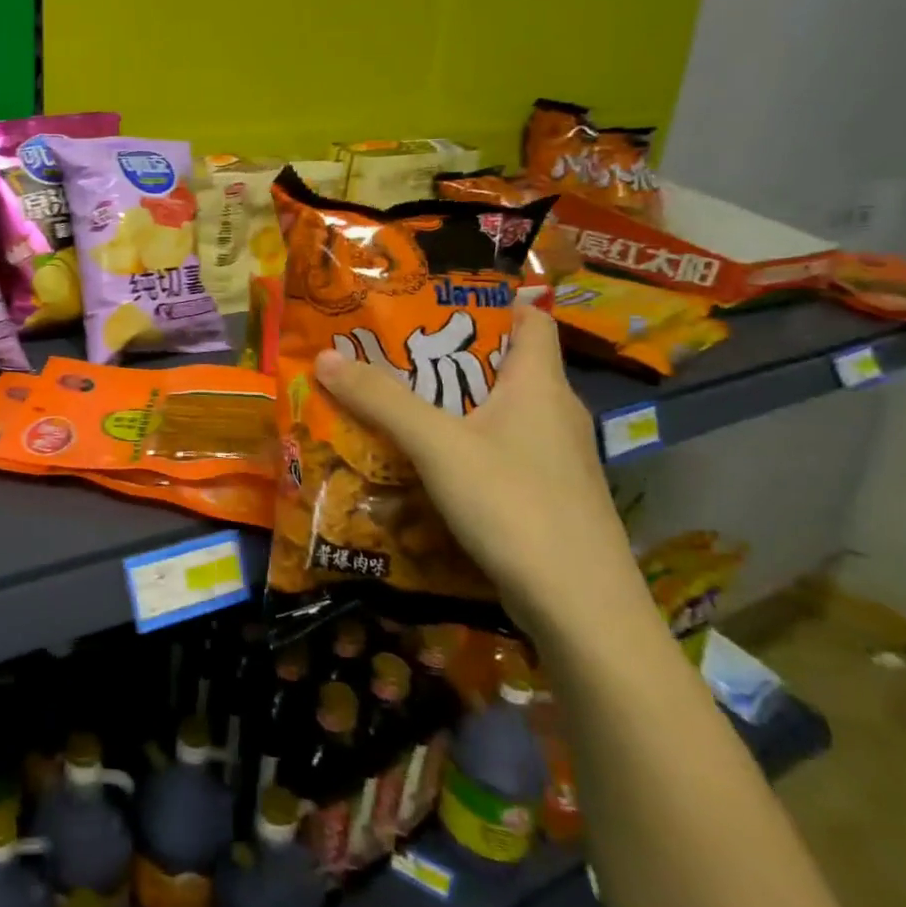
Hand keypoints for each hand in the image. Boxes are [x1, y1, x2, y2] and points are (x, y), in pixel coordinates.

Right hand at [314, 294, 650, 644]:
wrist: (580, 608)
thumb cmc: (514, 504)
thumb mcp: (438, 445)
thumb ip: (382, 400)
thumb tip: (325, 356)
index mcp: (540, 384)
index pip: (530, 318)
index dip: (488, 301)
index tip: (433, 298)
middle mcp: (553, 413)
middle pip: (502, 367)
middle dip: (446, 356)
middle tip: (389, 351)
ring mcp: (554, 459)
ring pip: (496, 415)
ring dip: (449, 407)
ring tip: (394, 403)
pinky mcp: (545, 497)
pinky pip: (496, 455)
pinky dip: (461, 449)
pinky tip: (423, 466)